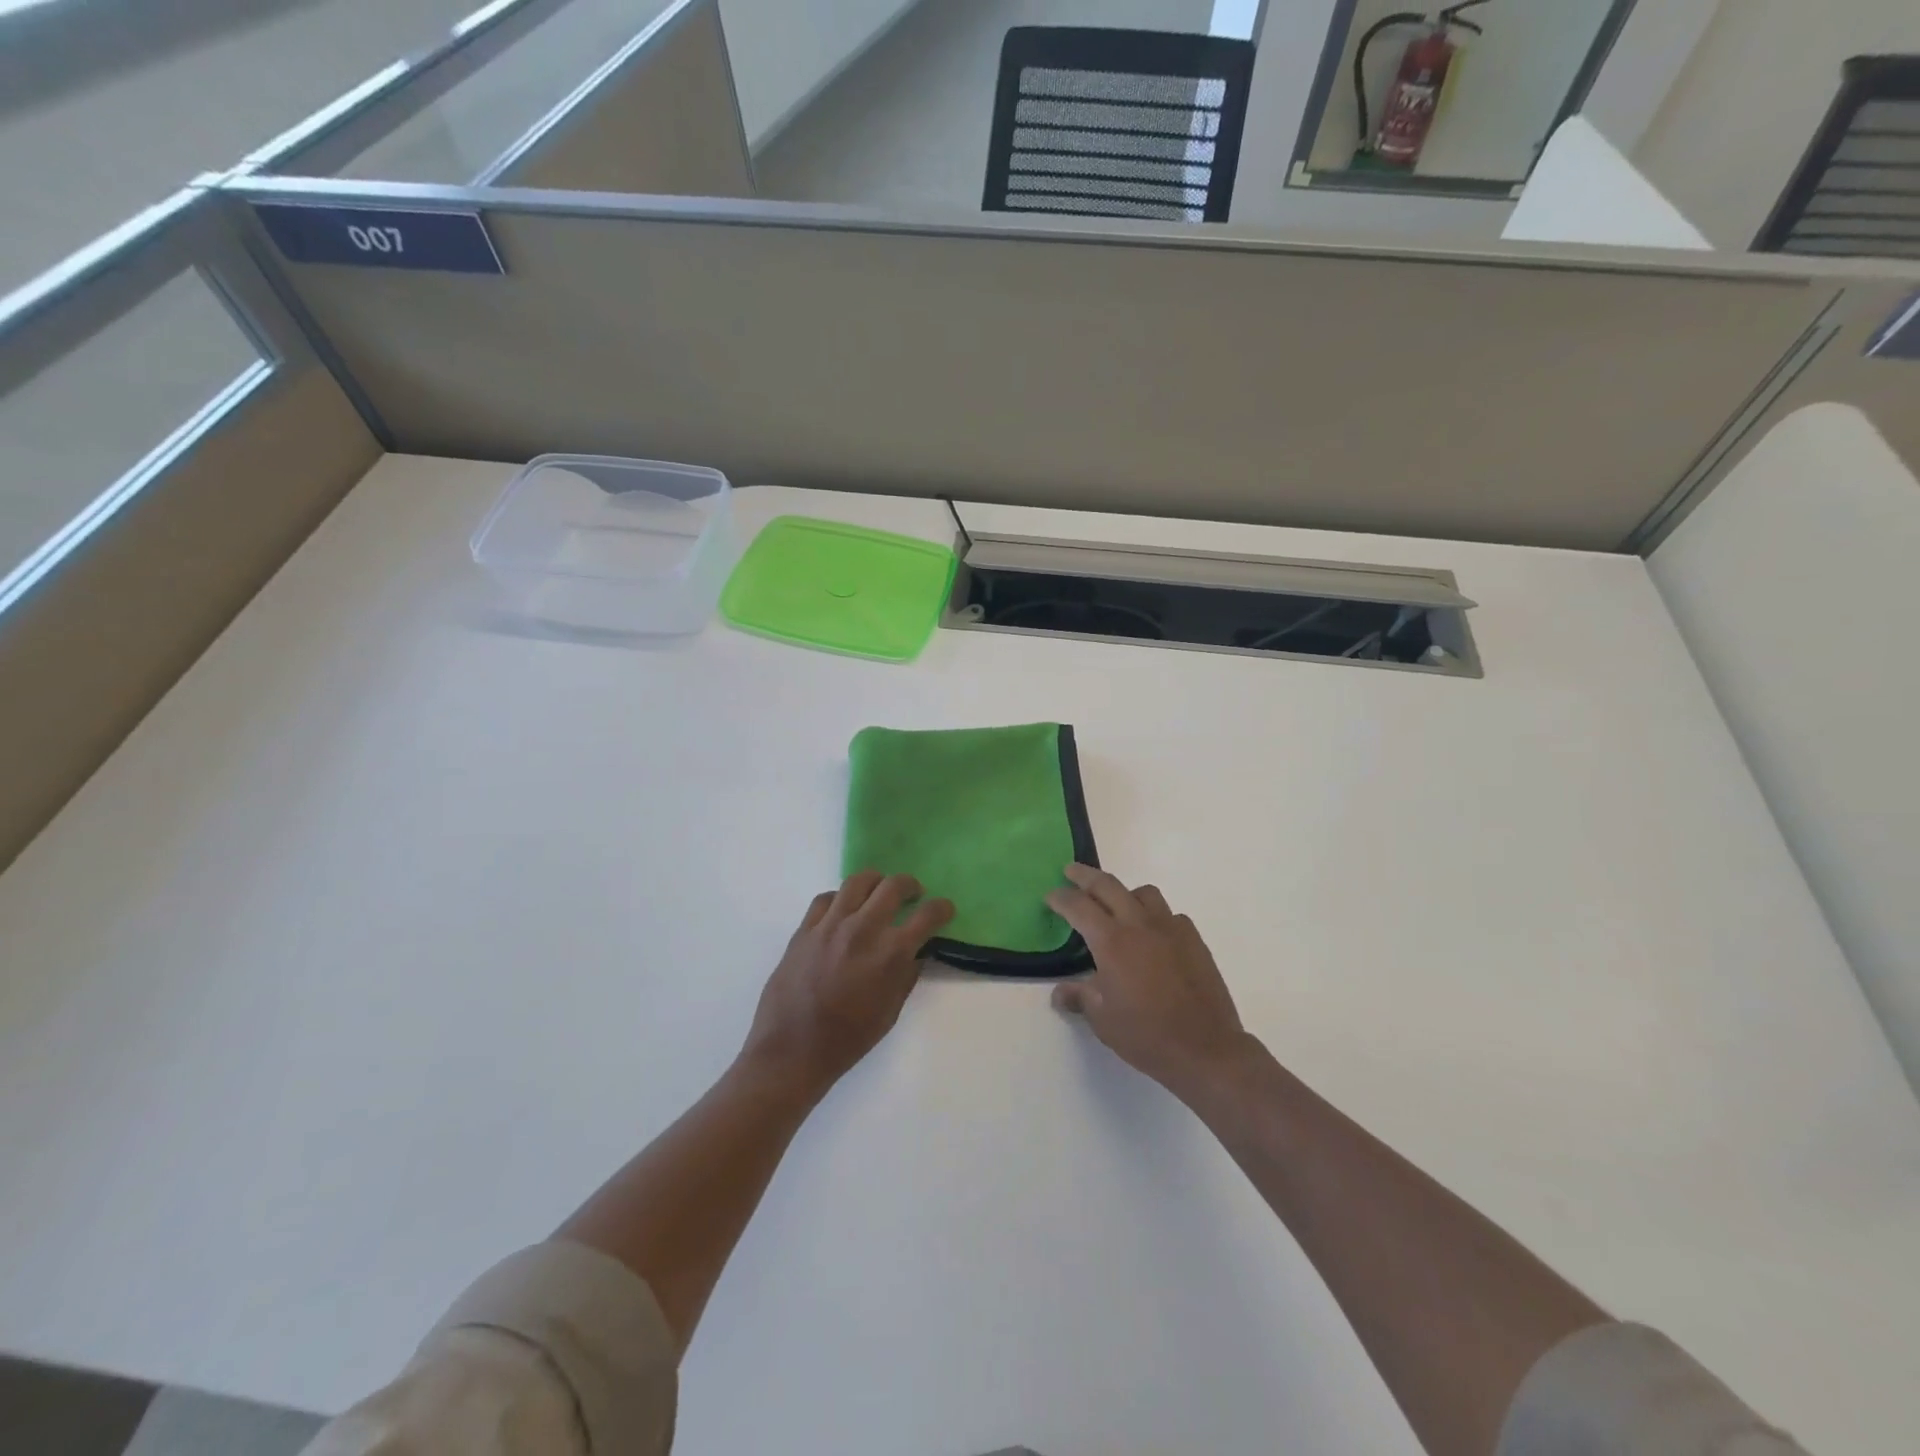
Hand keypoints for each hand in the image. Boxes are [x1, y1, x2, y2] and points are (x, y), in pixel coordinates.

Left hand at [742, 872, 954, 1098]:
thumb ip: (906, 976)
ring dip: (876, 882)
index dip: (942, 908)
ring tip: (879, 891)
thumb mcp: (890, 1012)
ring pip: (858, 881)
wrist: (792, 1050)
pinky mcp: (805, 929)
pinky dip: (841, 898)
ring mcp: (830, 925)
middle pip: (893, 886)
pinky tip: (843, 909)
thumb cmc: (848, 1039)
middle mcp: (863, 929)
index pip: (927, 916)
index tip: (945, 909)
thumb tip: (915, 953)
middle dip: (910, 885)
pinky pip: (826, 898)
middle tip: (914, 894)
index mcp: (890, 953)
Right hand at [1047, 864, 1252, 1097]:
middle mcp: (1139, 925)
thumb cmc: (1146, 1035)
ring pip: (1143, 893)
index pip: (1078, 906)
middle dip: (1085, 876)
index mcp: (1112, 941)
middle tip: (1071, 871)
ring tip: (1116, 904)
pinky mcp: (1193, 939)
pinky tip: (1153, 935)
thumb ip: (1080, 998)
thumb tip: (1060, 992)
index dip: (1061, 898)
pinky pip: (1170, 914)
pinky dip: (1154, 916)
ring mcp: (1170, 928)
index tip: (1050, 896)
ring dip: (1124, 892)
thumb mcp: (1102, 1020)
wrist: (1206, 1048)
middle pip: (1108, 885)